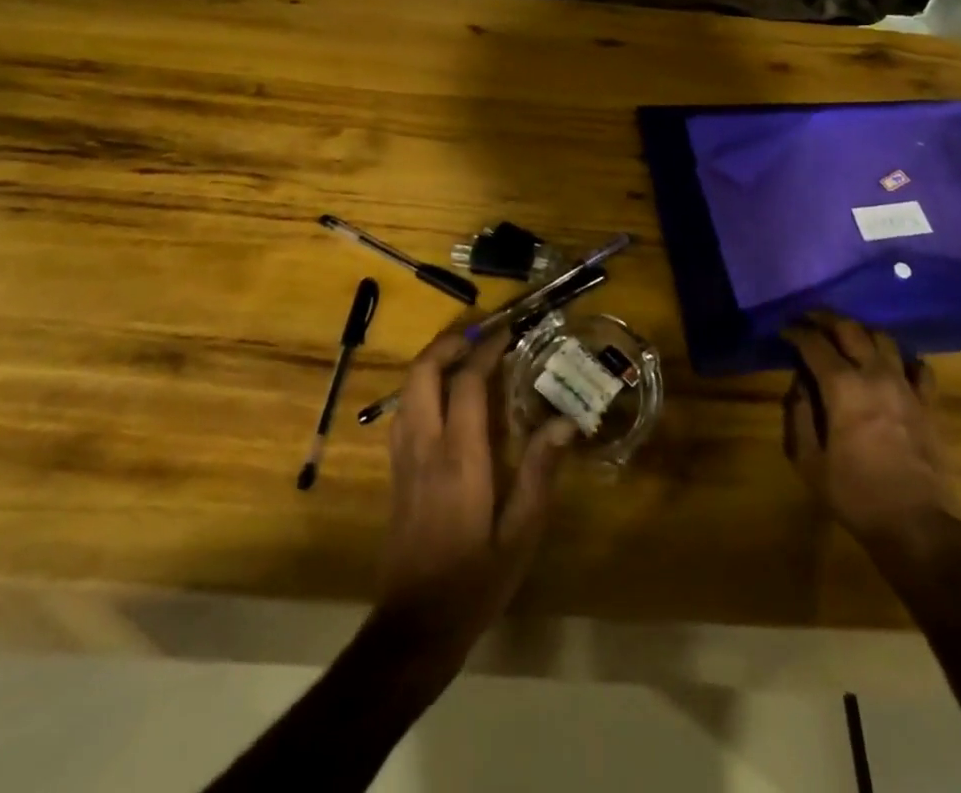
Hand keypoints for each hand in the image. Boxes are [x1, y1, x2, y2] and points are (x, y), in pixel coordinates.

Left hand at [375, 325, 576, 652]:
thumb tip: (566, 422)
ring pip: (407, 389)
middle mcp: (425, 447)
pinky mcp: (395, 473)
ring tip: (465, 356)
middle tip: (480, 334)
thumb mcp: (521, 534)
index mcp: (459, 457)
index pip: (467, 383)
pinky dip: (422, 387)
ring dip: (432, 362)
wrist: (413, 628)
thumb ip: (541, 473)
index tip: (508, 331)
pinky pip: (403, 411)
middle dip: (448, 343)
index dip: (487, 350)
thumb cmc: (475, 582)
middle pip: (422, 373)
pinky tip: (445, 397)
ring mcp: (403, 459)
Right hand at [782, 313, 960, 557]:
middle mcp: (875, 374)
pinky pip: (918, 367)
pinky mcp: (929, 403)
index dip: (796, 331)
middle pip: (850, 328)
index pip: (814, 343)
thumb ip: (799, 415)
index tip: (784, 329)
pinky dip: (901, 359)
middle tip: (810, 320)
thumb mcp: (809, 461)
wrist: (918, 527)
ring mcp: (906, 386)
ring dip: (861, 331)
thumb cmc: (856, 495)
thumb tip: (799, 383)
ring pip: (884, 339)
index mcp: (842, 387)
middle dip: (826, 319)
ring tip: (847, 337)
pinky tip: (892, 365)